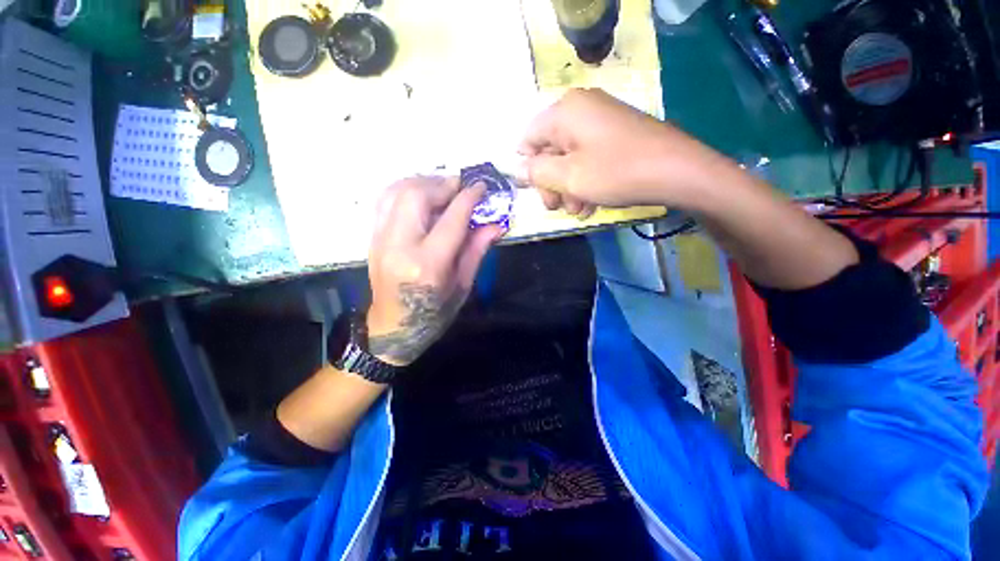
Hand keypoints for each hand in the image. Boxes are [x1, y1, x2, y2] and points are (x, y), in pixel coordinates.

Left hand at [366, 176, 504, 365]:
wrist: (393, 326)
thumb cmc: (434, 312)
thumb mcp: (463, 285)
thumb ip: (477, 250)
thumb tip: (496, 224)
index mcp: (428, 264)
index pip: (451, 219)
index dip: (469, 198)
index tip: (481, 186)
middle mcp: (399, 246)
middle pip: (416, 196)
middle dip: (442, 184)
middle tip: (461, 187)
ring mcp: (380, 239)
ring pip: (396, 192)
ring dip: (423, 182)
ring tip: (442, 189)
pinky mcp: (372, 237)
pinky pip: (385, 200)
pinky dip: (405, 189)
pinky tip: (421, 196)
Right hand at [518, 88, 725, 211]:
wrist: (677, 171)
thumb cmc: (617, 172)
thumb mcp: (569, 177)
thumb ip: (537, 172)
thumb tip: (517, 168)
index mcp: (564, 112)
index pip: (527, 139)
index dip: (528, 169)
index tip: (538, 192)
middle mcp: (580, 109)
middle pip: (548, 151)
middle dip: (551, 183)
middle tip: (559, 207)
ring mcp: (599, 121)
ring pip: (568, 159)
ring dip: (568, 188)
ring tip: (580, 209)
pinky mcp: (614, 135)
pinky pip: (587, 158)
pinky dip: (584, 181)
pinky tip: (591, 202)